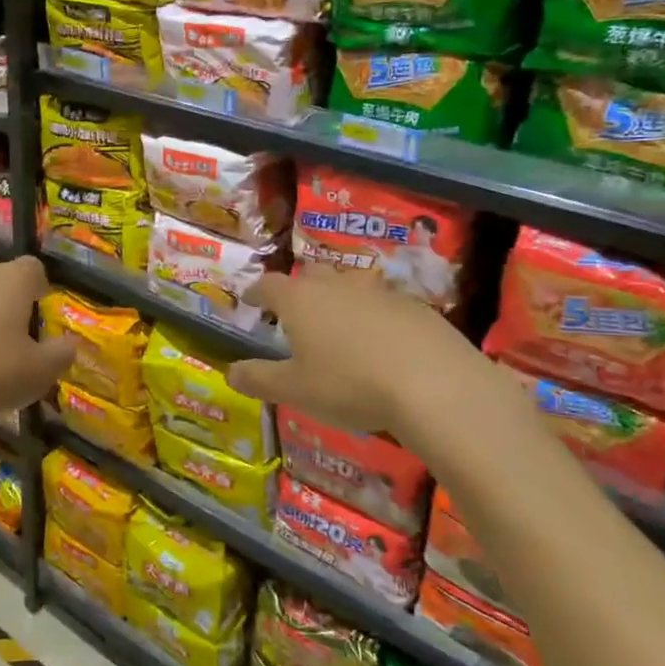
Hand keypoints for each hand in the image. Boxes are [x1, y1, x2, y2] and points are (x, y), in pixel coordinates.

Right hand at [227, 267, 530, 455]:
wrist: (434, 385)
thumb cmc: (349, 385)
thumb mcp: (295, 390)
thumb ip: (258, 379)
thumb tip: (229, 371)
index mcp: (300, 299)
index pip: (268, 284)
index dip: (256, 292)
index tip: (249, 300)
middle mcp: (336, 284)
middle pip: (310, 275)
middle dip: (298, 289)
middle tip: (294, 313)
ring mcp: (378, 291)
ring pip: (349, 285)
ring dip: (338, 299)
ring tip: (338, 326)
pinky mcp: (415, 306)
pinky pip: (384, 303)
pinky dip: (374, 316)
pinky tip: (381, 344)